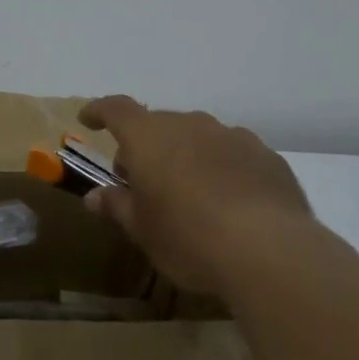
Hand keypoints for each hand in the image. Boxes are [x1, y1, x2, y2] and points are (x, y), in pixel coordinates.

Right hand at [78, 95, 316, 295]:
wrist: (270, 250)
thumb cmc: (188, 237)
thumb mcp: (142, 229)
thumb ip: (117, 206)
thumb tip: (95, 197)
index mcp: (148, 136)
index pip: (115, 108)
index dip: (99, 111)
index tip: (88, 120)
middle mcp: (189, 124)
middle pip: (158, 124)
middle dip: (145, 146)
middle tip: (142, 181)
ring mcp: (231, 136)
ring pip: (198, 136)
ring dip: (185, 154)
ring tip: (189, 192)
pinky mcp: (266, 156)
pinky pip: (232, 153)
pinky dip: (222, 167)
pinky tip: (229, 201)